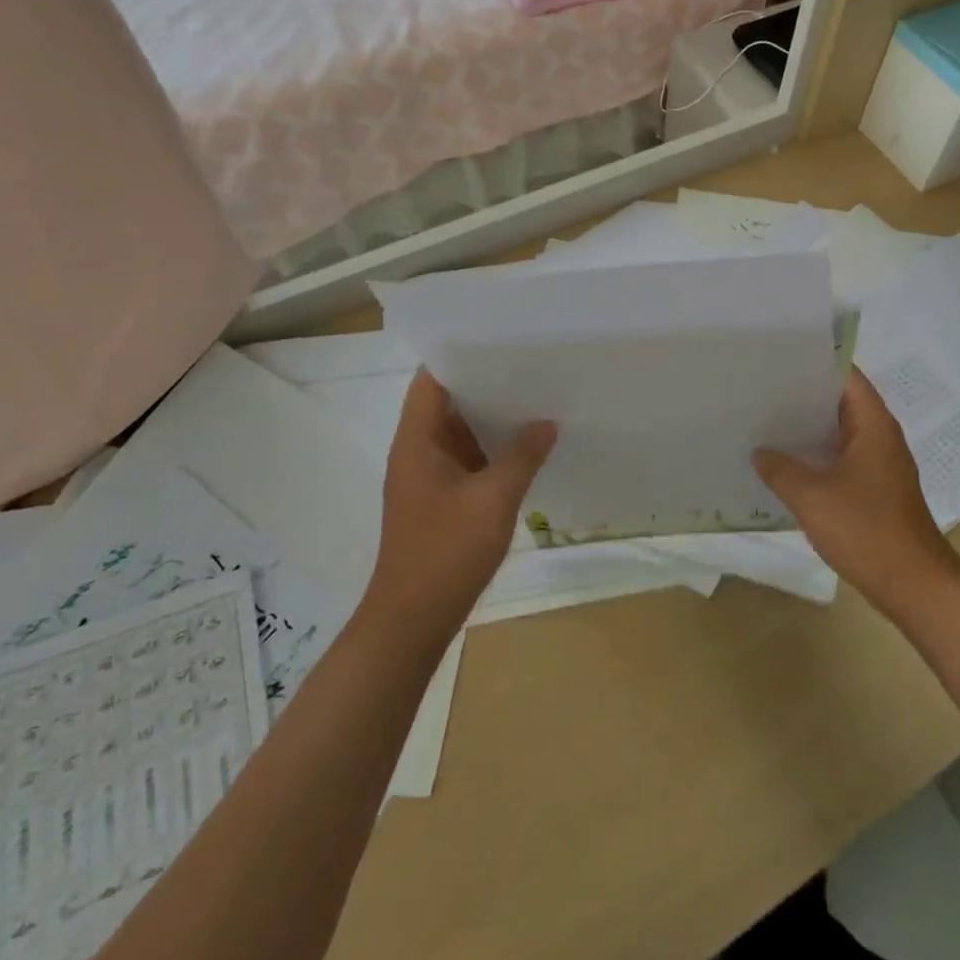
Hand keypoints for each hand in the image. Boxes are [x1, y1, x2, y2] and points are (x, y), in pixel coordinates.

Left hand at [366, 370, 555, 637]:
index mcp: (417, 441)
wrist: (412, 621)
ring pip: (461, 431)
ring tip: (536, 394)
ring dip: (492, 416)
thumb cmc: (445, 553)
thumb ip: (522, 456)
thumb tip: (547, 422)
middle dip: (486, 382)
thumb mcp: (493, 500)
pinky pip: (469, 458)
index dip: (459, 354)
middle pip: (449, 401)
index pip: (431, 379)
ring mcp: (429, 476)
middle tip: (531, 362)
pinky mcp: (442, 498)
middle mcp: (418, 450)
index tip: (499, 338)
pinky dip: (493, 447)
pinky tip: (527, 443)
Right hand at [754, 368, 959, 621]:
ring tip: (765, 421)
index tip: (778, 357)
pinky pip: (841, 458)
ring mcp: (880, 463)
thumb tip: (760, 451)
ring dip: (808, 428)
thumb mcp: (812, 497)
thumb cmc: (866, 530)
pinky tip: (785, 464)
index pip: (845, 374)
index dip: (814, 361)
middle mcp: (880, 436)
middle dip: (803, 394)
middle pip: (840, 400)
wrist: (914, 584)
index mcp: (872, 424)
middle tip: (760, 387)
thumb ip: (780, 469)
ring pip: (839, 431)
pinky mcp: (876, 489)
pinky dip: (816, 455)